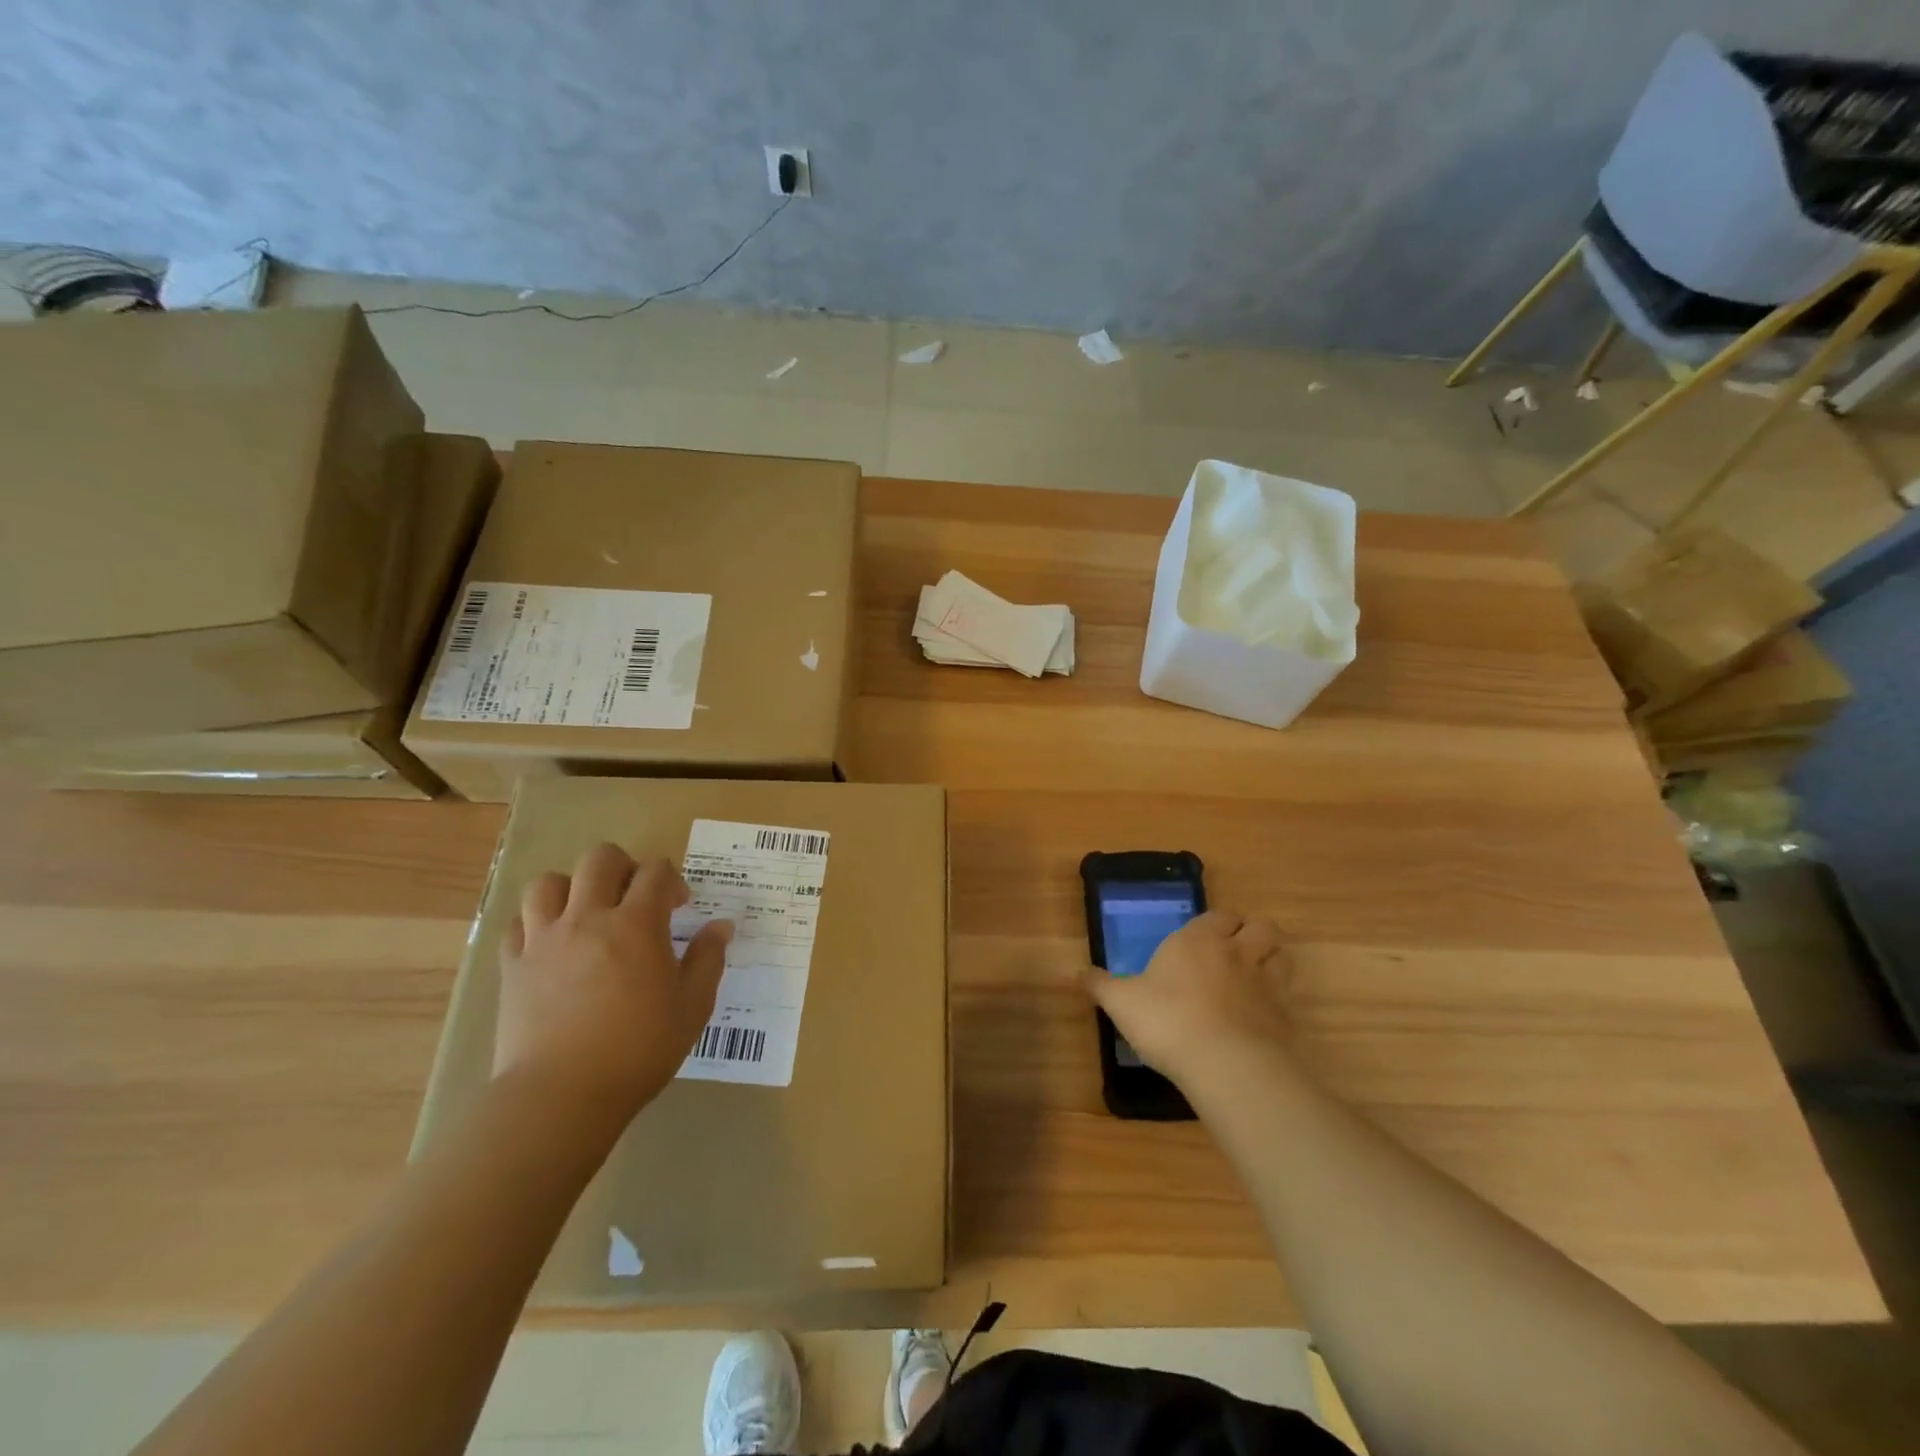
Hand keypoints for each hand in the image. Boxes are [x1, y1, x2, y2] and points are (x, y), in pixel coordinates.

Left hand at [494, 844, 731, 1130]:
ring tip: (585, 913)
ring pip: (548, 883)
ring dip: (572, 888)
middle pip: (599, 859)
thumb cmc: (638, 1049)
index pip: (655, 871)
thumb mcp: (692, 1006)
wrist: (561, 1096)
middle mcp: (588, 918)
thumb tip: (721, 926)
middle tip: (633, 897)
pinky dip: (535, 923)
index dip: (671, 880)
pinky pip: (517, 924)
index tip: (678, 905)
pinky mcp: (513, 967)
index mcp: (637, 924)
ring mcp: (544, 940)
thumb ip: (708, 959)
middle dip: (622, 867)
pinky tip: (550, 944)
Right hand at [1084, 911, 1292, 1084]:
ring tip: (1255, 976)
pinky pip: (1288, 996)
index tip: (1203, 937)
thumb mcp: (1122, 1001)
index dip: (1216, 923)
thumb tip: (1074, 972)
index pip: (1218, 915)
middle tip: (1236, 952)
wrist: (1225, 1063)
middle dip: (1252, 933)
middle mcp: (1236, 952)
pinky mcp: (1285, 1016)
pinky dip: (1279, 1000)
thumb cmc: (1167, 1020)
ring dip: (1272, 959)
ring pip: (1282, 954)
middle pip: (1261, 926)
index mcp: (1198, 940)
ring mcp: (1267, 983)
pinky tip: (1262, 1016)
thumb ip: (1100, 985)